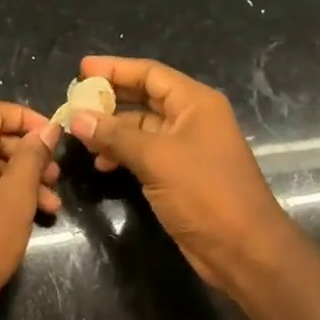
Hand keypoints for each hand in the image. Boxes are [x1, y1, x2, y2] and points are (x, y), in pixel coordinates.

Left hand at [0, 101, 61, 319]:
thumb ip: (33, 155)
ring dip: (21, 178)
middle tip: (57, 176)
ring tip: (52, 204)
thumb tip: (47, 128)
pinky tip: (30, 215)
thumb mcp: (18, 193)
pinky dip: (1, 192)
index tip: (54, 136)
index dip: (28, 119)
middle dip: (29, 155)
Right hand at [67, 56, 297, 293]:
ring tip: (81, 136)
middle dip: (110, 98)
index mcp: (195, 103)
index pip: (149, 73)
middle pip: (145, 96)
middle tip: (75, 100)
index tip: (81, 69)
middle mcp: (192, 118)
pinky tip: (101, 163)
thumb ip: (115, 135)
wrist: (245, 251)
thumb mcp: (156, 159)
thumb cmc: (205, 193)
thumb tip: (77, 118)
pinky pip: (145, 152)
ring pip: (142, 127)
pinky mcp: (180, 174)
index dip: (115, 68)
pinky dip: (122, 153)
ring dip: (112, 129)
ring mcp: (186, 147)